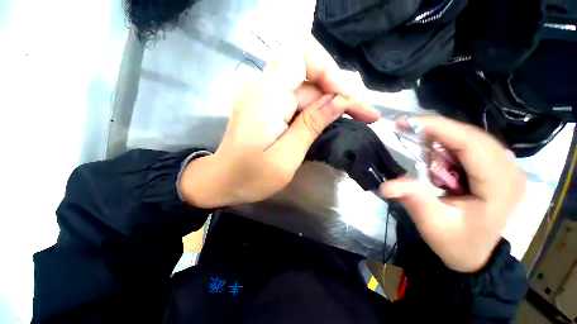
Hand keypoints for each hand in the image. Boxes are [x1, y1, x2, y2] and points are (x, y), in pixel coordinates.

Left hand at [180, 34, 379, 207]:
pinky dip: (317, 108)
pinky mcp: (267, 106)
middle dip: (339, 91)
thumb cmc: (250, 177)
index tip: (348, 99)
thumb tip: (339, 101)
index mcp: (265, 96)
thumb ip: (311, 125)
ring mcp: (264, 96)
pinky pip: (297, 99)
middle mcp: (263, 88)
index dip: (329, 71)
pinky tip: (332, 118)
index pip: (300, 55)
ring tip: (358, 116)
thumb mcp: (286, 157)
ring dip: (332, 101)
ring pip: (306, 88)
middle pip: (308, 75)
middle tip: (366, 114)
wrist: (223, 181)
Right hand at [381, 116, 525, 272]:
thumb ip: (414, 200)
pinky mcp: (498, 168)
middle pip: (471, 136)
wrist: (475, 254)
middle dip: (436, 129)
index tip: (407, 122)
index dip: (439, 128)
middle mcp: (510, 170)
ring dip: (440, 136)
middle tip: (404, 127)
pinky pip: (471, 145)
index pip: (471, 144)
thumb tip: (386, 186)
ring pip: (470, 137)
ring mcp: (507, 168)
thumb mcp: (432, 225)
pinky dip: (447, 143)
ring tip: (414, 139)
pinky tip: (432, 151)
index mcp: (500, 187)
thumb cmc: (456, 243)